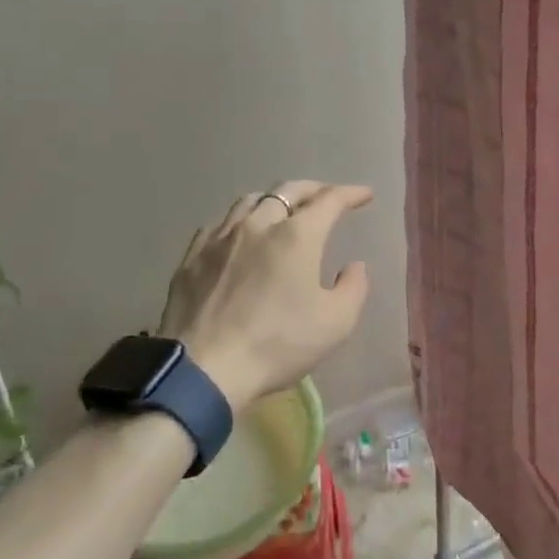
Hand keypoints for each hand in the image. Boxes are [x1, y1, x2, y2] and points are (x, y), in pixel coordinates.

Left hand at [158, 180, 373, 412]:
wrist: (203, 369)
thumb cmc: (276, 345)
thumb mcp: (335, 324)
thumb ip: (353, 288)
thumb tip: (354, 266)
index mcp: (297, 236)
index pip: (330, 200)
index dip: (351, 193)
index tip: (365, 194)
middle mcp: (258, 224)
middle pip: (288, 191)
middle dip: (314, 189)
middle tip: (327, 195)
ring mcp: (221, 237)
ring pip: (251, 201)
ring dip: (274, 200)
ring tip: (283, 210)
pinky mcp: (193, 256)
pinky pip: (220, 224)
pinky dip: (240, 221)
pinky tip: (239, 236)